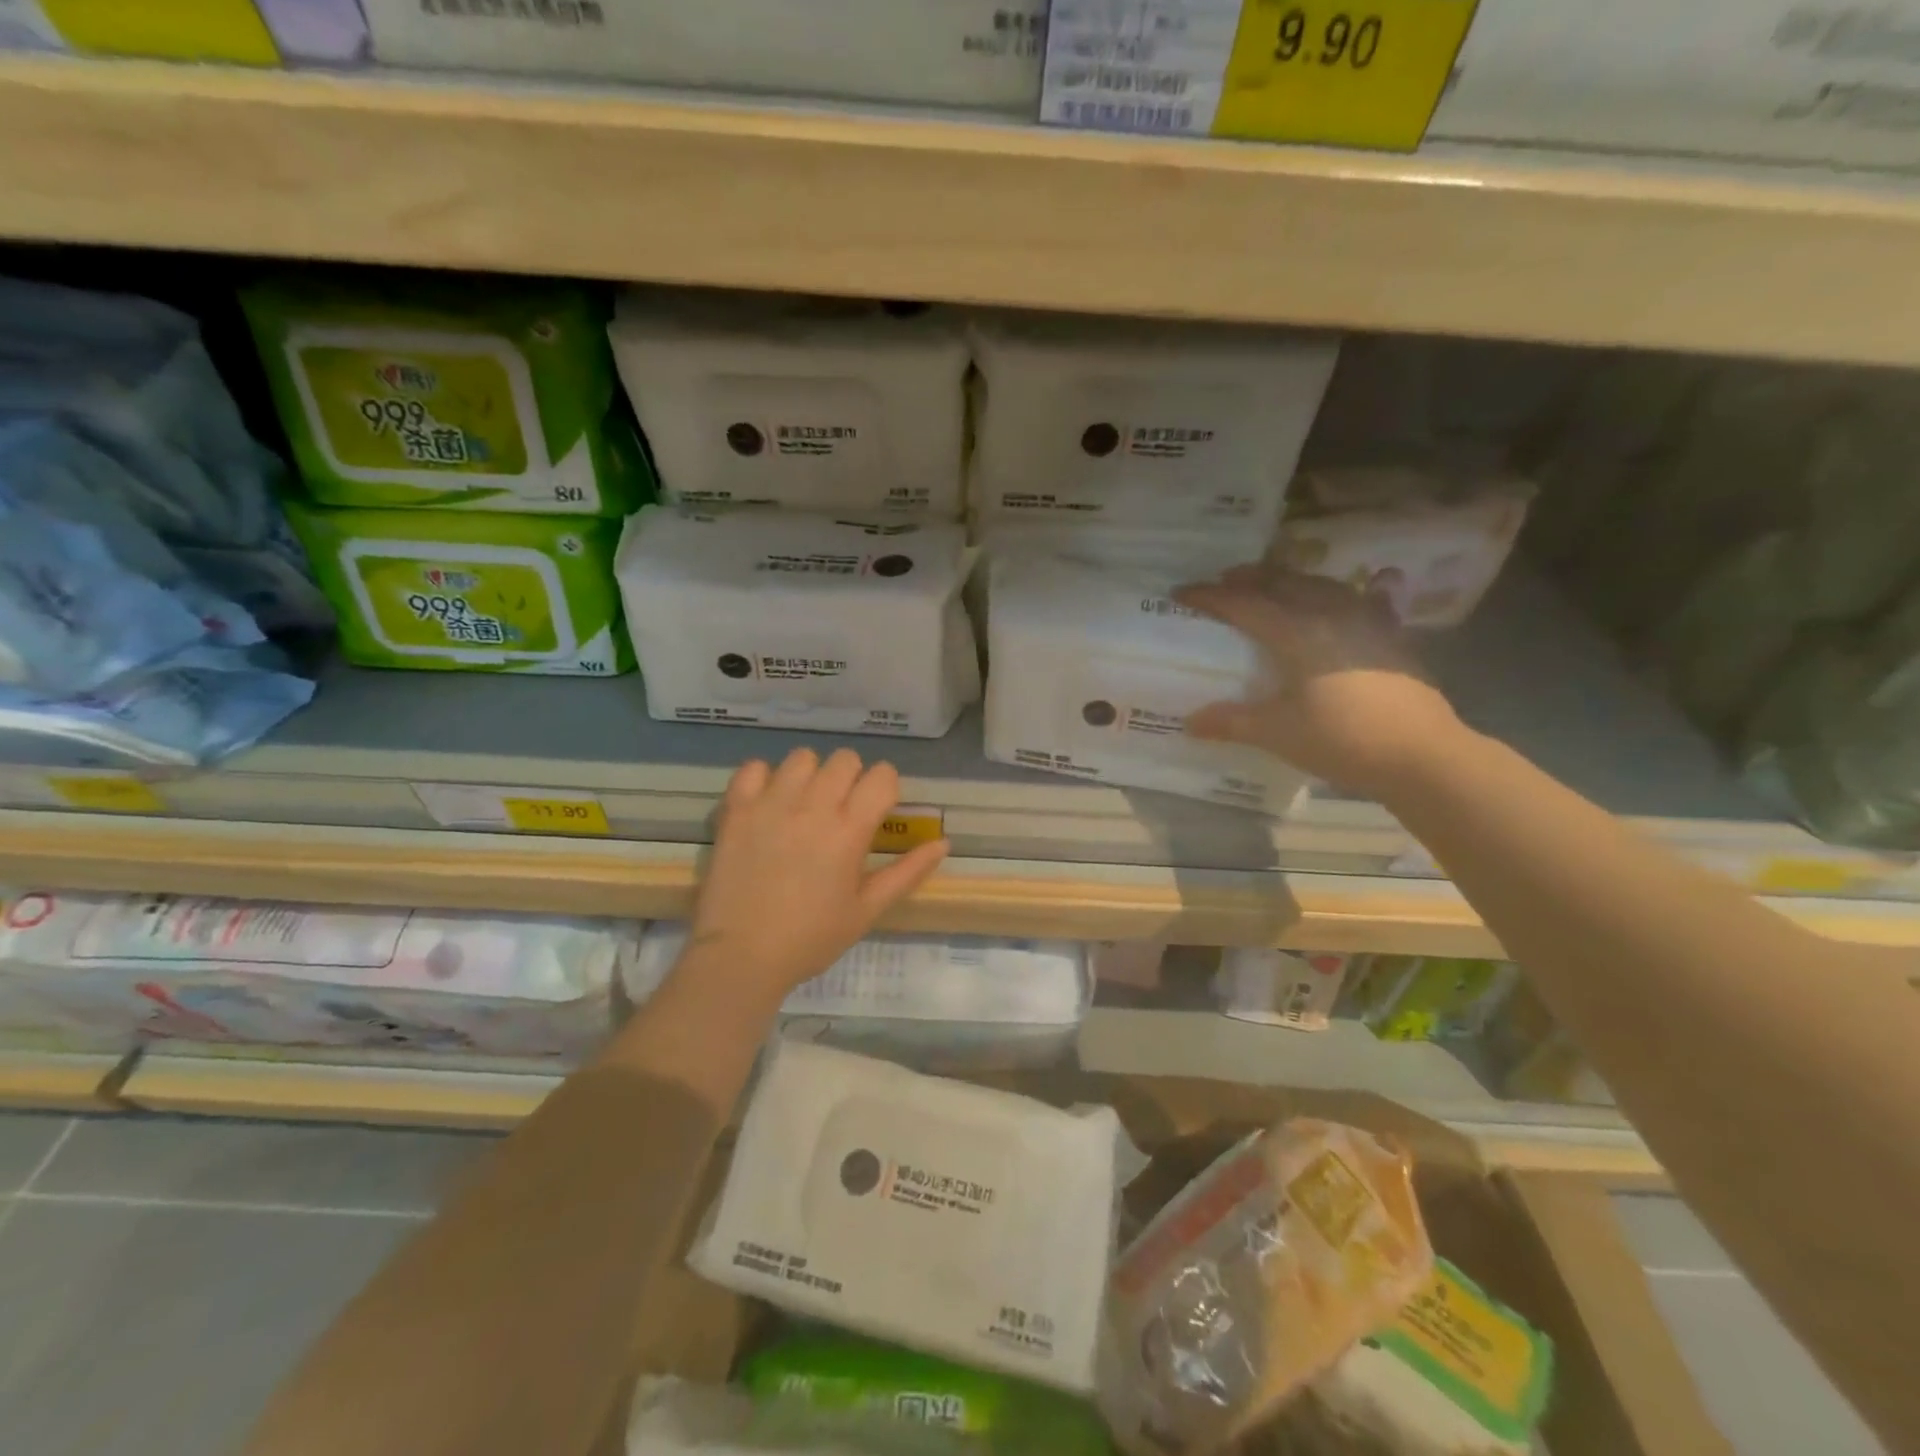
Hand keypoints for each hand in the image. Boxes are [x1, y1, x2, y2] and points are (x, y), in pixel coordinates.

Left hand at [685, 747, 948, 1006]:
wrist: (741, 956)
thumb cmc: (811, 938)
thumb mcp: (867, 910)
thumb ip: (908, 872)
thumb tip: (943, 843)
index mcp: (850, 830)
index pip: (882, 775)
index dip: (885, 788)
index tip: (877, 811)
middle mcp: (814, 805)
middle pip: (844, 759)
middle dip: (851, 779)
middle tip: (841, 811)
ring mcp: (772, 803)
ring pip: (802, 757)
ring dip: (810, 775)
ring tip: (803, 805)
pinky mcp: (737, 809)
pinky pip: (754, 767)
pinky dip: (764, 778)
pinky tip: (768, 804)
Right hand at [1174, 565, 1465, 797]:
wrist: (1421, 754)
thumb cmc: (1342, 739)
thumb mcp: (1277, 733)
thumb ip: (1231, 721)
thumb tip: (1189, 722)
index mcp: (1297, 632)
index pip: (1243, 604)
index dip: (1209, 597)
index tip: (1180, 592)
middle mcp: (1330, 614)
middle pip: (1283, 582)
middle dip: (1249, 578)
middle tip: (1223, 580)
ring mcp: (1367, 621)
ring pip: (1321, 585)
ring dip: (1290, 580)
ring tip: (1273, 584)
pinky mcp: (1392, 636)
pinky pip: (1364, 600)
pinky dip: (1347, 592)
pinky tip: (1360, 590)